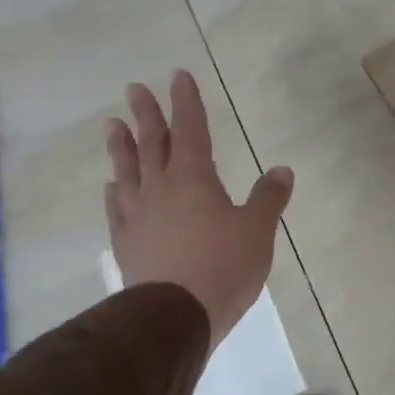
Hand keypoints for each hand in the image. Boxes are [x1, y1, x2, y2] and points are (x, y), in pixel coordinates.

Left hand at [104, 72, 294, 345]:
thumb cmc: (223, 267)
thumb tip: (282, 169)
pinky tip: (111, 186)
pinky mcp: (126, 244)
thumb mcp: (257, 230)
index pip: (190, 129)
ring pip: (127, 171)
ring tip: (112, 125)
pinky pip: (117, 208)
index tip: (178, 76)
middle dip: (147, 114)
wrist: (173, 318)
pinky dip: (115, 192)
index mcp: (194, 178)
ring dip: (121, 146)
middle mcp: (160, 189)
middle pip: (152, 143)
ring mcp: (138, 217)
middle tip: (134, 88)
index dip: (186, 102)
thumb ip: (268, 198)